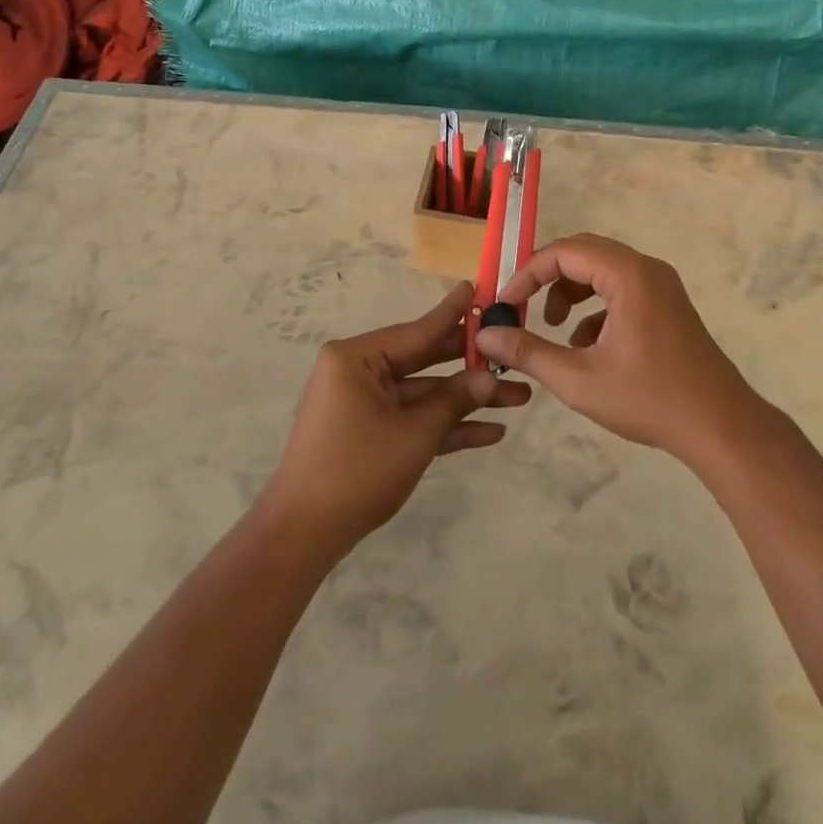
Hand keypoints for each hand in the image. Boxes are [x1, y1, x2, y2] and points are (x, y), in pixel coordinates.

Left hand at [259, 281, 530, 555]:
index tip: (479, 288)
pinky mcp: (370, 432)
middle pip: (424, 360)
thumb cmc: (356, 471)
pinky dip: (444, 426)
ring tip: (519, 398)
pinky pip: (412, 419)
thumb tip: (489, 378)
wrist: (303, 536)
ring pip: (424, 393)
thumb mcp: (413, 434)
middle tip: (512, 352)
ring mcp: (364, 403)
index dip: (454, 315)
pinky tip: (491, 432)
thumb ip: (453, 401)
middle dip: (471, 366)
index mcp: (357, 358)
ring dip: (466, 401)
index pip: (417, 330)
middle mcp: (358, 371)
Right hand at [474, 234, 766, 463]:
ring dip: (570, 292)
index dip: (528, 274)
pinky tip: (586, 346)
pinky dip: (595, 307)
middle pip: (583, 253)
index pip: (564, 252)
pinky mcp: (667, 304)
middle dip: (547, 278)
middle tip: (522, 307)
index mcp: (627, 275)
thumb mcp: (578, 379)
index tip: (504, 303)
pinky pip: (621, 288)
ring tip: (553, 328)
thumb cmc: (649, 400)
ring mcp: (661, 285)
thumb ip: (528, 352)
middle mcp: (646, 269)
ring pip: (602, 270)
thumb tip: (485, 335)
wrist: (721, 427)